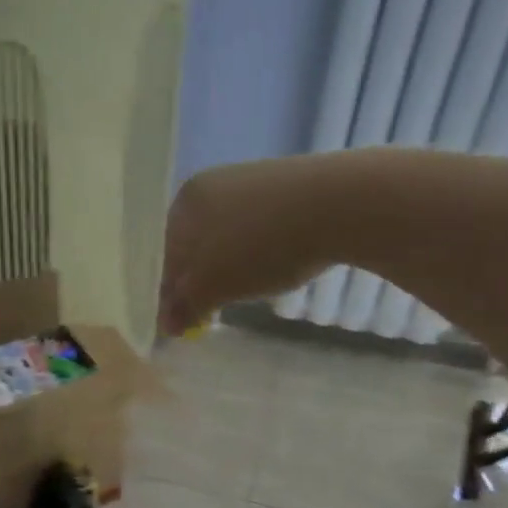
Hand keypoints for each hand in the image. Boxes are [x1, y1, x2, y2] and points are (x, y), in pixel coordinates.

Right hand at [159, 158, 329, 335]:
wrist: (341, 204)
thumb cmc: (260, 246)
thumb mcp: (213, 285)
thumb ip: (185, 306)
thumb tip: (166, 326)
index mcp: (184, 202)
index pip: (166, 257)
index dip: (171, 294)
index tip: (183, 324)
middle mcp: (212, 184)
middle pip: (197, 245)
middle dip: (201, 280)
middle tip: (213, 313)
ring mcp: (252, 181)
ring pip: (228, 236)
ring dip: (230, 267)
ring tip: (248, 291)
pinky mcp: (289, 185)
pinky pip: (261, 227)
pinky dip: (260, 250)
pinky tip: (277, 264)